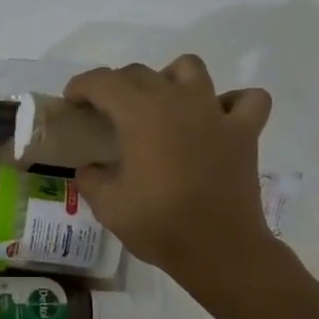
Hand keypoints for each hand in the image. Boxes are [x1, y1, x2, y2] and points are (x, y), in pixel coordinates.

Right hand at [64, 55, 274, 286]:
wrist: (219, 249)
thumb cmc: (159, 225)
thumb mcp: (108, 206)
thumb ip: (91, 179)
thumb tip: (89, 168)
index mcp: (140, 114)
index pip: (103, 81)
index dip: (81, 86)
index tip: (72, 102)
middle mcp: (177, 101)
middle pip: (141, 73)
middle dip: (117, 85)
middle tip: (107, 113)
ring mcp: (214, 113)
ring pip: (191, 69)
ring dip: (171, 78)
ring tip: (162, 105)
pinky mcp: (244, 132)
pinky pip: (246, 100)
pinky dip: (231, 103)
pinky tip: (216, 120)